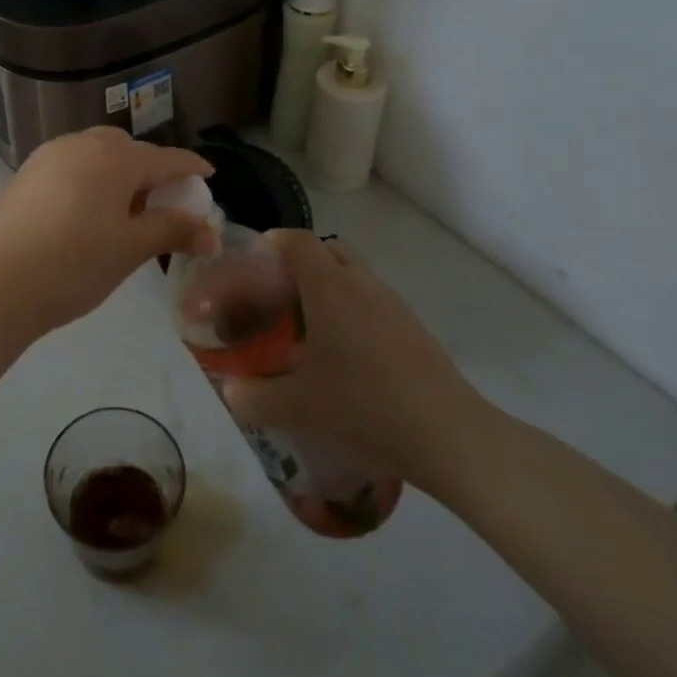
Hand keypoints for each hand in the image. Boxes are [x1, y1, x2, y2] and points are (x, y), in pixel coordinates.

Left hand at [0, 128, 216, 340]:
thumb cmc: (74, 264)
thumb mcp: (130, 249)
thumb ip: (172, 230)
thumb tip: (210, 232)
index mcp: (114, 158)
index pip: (165, 157)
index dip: (190, 167)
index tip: (209, 175)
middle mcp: (81, 145)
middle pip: (127, 149)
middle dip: (149, 169)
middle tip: (160, 202)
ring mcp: (48, 156)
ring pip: (95, 153)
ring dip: (116, 172)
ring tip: (122, 211)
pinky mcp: (25, 174)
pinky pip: (69, 165)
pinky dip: (88, 178)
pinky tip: (84, 212)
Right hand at [219, 230, 485, 491]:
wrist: (448, 435)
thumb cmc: (363, 406)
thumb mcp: (295, 407)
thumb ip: (252, 397)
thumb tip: (229, 392)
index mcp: (329, 287)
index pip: (297, 240)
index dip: (272, 243)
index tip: (253, 264)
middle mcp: (361, 283)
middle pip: (327, 250)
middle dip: (300, 264)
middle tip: (278, 296)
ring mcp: (393, 304)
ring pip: (354, 276)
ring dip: (329, 288)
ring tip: (309, 330)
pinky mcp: (414, 329)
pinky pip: (373, 302)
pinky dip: (353, 312)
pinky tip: (346, 357)